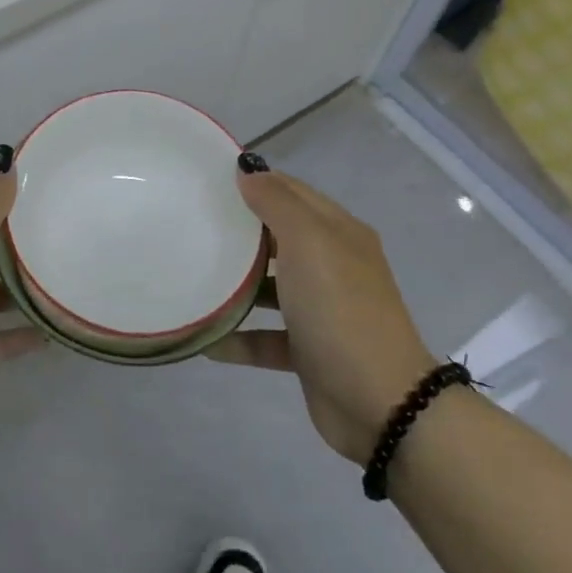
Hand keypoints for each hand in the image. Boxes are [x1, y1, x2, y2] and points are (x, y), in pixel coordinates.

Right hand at [207, 170, 435, 461]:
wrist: (380, 403)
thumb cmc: (340, 309)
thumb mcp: (309, 242)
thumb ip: (277, 202)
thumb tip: (247, 170)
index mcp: (338, 232)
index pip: (292, 192)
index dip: (255, 182)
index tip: (208, 181)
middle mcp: (332, 265)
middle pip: (279, 238)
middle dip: (239, 232)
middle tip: (191, 225)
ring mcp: (322, 310)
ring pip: (272, 288)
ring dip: (237, 285)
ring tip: (192, 277)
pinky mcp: (309, 351)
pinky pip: (266, 337)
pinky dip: (239, 337)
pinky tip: (206, 338)